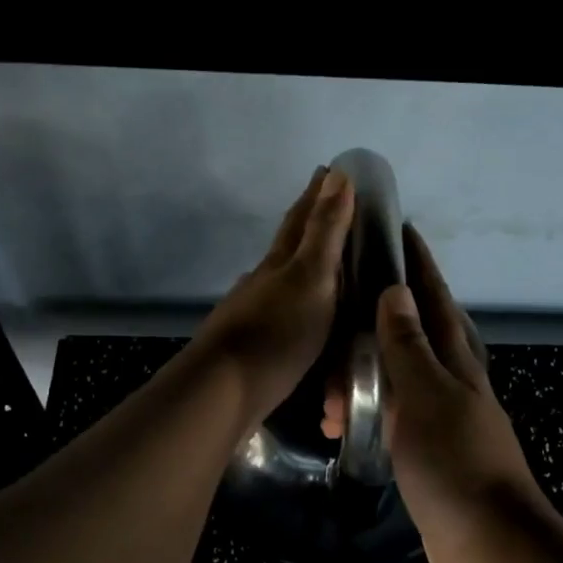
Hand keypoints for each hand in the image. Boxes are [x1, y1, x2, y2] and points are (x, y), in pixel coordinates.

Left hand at [193, 166, 354, 429]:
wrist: (225, 391)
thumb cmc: (277, 332)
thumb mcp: (311, 277)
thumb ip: (325, 232)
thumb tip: (337, 175)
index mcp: (281, 262)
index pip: (302, 219)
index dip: (318, 195)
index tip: (331, 170)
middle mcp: (265, 282)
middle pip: (289, 247)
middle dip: (311, 226)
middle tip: (334, 210)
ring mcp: (256, 315)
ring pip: (285, 282)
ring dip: (305, 270)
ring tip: (329, 269)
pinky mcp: (255, 348)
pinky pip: (285, 318)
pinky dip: (301, 310)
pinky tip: (306, 321)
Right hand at [372, 228, 546, 562]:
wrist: (489, 546)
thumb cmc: (455, 463)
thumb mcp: (425, 396)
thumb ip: (409, 347)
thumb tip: (396, 292)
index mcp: (456, 362)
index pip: (434, 299)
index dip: (418, 264)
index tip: (399, 228)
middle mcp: (454, 384)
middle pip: (419, 333)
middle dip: (387, 310)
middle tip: (344, 299)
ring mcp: (445, 420)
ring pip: (401, 378)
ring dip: (367, 371)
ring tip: (329, 378)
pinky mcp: (431, 454)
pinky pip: (393, 416)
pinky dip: (369, 410)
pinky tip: (349, 417)